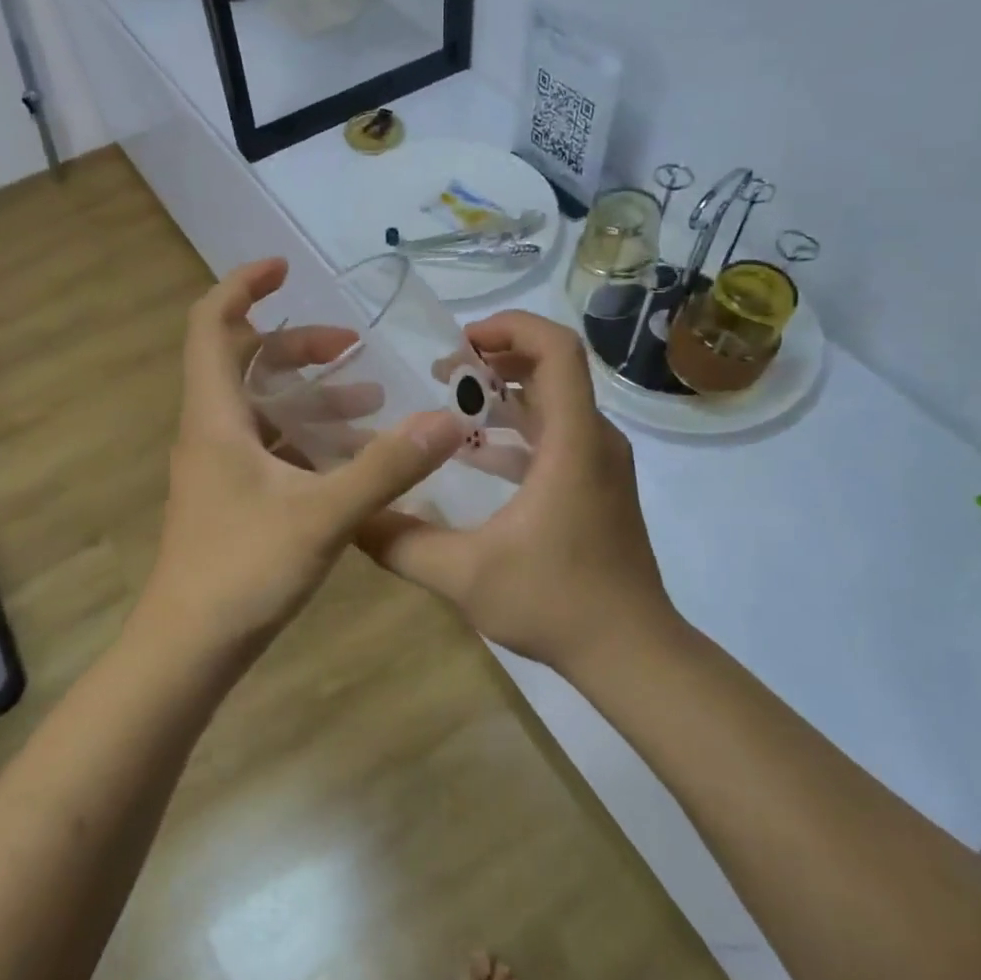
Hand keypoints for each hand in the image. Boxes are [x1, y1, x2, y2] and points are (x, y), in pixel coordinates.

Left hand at [142, 258, 464, 653]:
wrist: (188, 650)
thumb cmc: (243, 572)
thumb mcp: (324, 516)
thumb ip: (386, 467)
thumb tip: (446, 419)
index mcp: (215, 417)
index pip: (210, 325)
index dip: (242, 287)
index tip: (285, 268)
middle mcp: (210, 432)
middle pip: (243, 362)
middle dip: (297, 345)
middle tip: (350, 346)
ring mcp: (218, 469)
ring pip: (261, 408)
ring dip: (310, 396)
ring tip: (370, 400)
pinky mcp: (231, 499)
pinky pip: (270, 448)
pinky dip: (308, 438)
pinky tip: (352, 458)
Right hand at [358, 310, 675, 673]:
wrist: (631, 652)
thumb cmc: (555, 602)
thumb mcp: (464, 575)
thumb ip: (401, 543)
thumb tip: (349, 517)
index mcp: (572, 442)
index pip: (557, 349)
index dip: (511, 327)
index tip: (460, 342)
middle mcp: (594, 440)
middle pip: (552, 370)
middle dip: (495, 360)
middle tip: (440, 374)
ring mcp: (601, 464)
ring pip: (554, 405)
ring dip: (504, 397)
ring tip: (449, 407)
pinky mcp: (598, 487)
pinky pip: (557, 438)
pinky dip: (518, 433)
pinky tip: (475, 457)